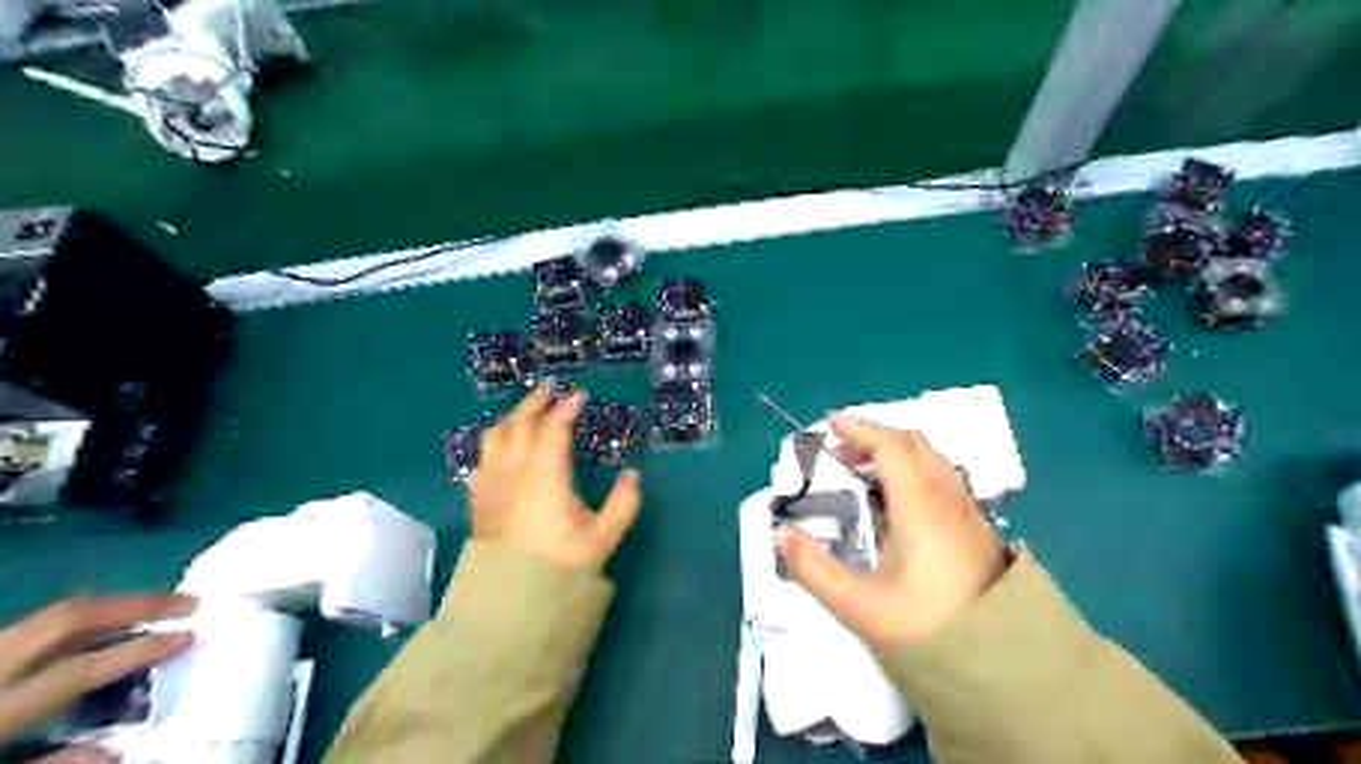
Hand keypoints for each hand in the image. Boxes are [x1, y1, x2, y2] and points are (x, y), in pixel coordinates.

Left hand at [0, 592, 192, 745]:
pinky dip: (69, 631)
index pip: (76, 669)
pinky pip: (20, 636)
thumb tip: (117, 749)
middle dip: (133, 604)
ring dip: (104, 612)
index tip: (191, 636)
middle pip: (66, 618)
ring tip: (152, 610)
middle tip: (188, 603)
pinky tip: (93, 637)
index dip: (139, 650)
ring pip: (43, 620)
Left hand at [467, 388, 644, 571]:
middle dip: (536, 402)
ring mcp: (491, 482)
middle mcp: (514, 469)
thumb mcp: (602, 538)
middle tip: (550, 389)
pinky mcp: (478, 497)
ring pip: (496, 435)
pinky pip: (482, 456)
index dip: (566, 409)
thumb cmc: (559, 564)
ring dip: (513, 416)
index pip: (553, 429)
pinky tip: (501, 446)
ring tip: (526, 411)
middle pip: (520, 423)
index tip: (579, 396)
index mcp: (545, 474)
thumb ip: (623, 504)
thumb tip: (633, 475)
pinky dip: (494, 441)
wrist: (511, 598)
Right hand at [775, 412, 1007, 649]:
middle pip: (915, 445)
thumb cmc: (926, 631)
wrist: (1003, 669)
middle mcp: (948, 500)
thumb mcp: (858, 606)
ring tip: (866, 474)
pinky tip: (899, 504)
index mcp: (921, 507)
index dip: (860, 430)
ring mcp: (969, 514)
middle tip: (843, 452)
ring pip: (933, 462)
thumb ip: (813, 569)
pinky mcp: (979, 531)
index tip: (831, 424)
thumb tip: (779, 535)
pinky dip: (915, 473)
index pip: (891, 447)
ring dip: (898, 454)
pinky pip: (944, 481)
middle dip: (876, 438)